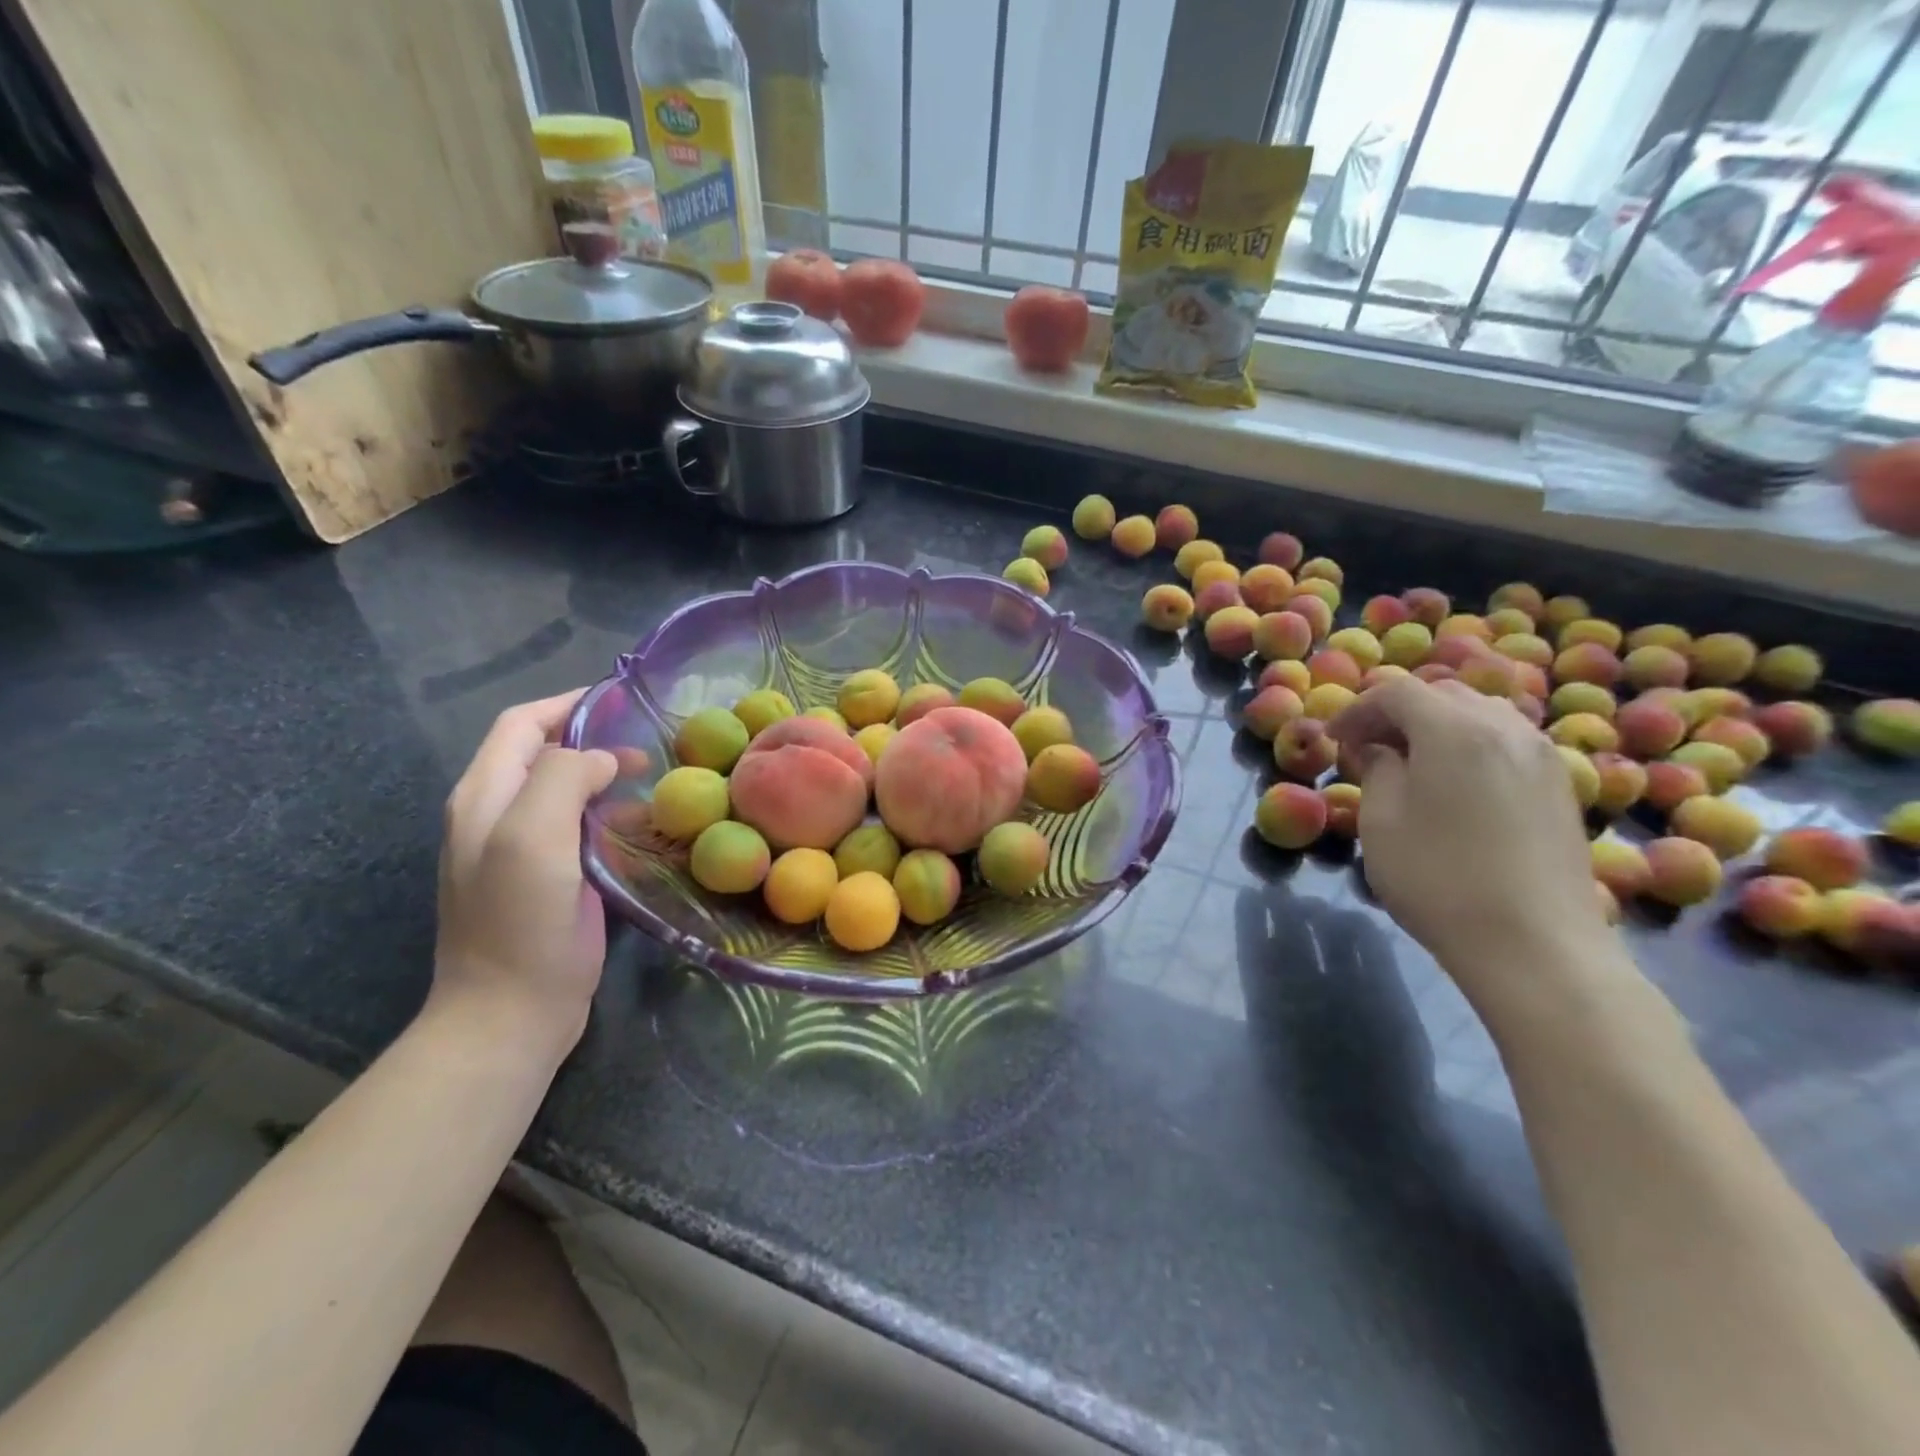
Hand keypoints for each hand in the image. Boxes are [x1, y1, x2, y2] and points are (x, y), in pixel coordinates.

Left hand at [432, 691, 619, 1061]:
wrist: (510, 1013)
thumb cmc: (520, 921)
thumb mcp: (532, 836)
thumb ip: (562, 778)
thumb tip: (602, 759)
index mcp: (484, 795)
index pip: (522, 723)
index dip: (568, 703)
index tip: (623, 701)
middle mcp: (497, 814)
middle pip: (544, 753)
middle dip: (593, 741)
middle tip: (649, 749)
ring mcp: (521, 849)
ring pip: (565, 791)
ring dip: (605, 778)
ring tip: (654, 783)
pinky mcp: (548, 879)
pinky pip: (578, 828)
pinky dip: (609, 816)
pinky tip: (641, 828)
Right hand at [1328, 676, 1605, 998]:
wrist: (1535, 946)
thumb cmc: (1439, 879)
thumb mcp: (1382, 821)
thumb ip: (1377, 770)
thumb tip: (1379, 749)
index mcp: (1455, 729)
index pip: (1396, 692)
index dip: (1356, 710)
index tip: (1332, 740)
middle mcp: (1505, 727)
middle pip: (1442, 693)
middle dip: (1396, 712)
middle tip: (1365, 747)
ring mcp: (1542, 755)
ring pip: (1480, 714)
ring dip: (1436, 726)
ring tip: (1409, 763)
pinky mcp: (1561, 786)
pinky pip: (1506, 741)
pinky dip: (1470, 745)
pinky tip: (1453, 784)